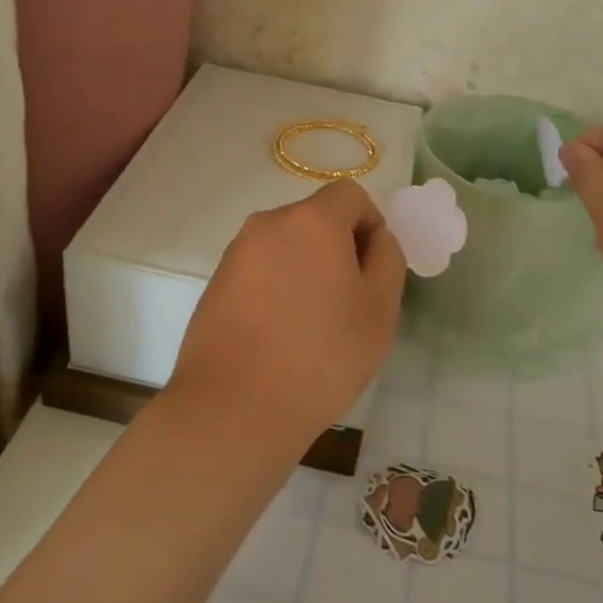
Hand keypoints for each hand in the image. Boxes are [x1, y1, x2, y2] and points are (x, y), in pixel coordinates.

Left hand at [165, 179, 407, 449]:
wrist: (234, 408)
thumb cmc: (321, 356)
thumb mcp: (379, 309)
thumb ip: (387, 258)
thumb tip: (375, 238)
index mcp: (311, 220)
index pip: (349, 195)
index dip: (370, 225)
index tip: (372, 272)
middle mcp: (268, 224)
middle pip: (315, 219)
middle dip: (338, 249)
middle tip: (348, 303)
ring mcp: (236, 254)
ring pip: (286, 247)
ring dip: (306, 270)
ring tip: (312, 326)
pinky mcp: (215, 284)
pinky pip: (260, 271)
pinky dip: (277, 289)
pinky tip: (280, 336)